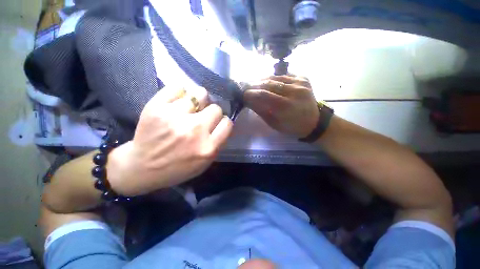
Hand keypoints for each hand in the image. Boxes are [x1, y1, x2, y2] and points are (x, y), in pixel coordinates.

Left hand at [107, 86, 232, 195]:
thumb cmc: (177, 168)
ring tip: (191, 107)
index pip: (227, 123)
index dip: (223, 122)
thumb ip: (217, 144)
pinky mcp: (157, 107)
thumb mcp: (204, 163)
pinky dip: (180, 92)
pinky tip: (178, 101)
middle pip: (216, 108)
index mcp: (207, 147)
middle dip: (212, 112)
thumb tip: (222, 122)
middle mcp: (195, 130)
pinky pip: (178, 87)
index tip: (217, 123)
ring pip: (200, 94)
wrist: (141, 168)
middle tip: (203, 117)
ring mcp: (175, 117)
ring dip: (199, 100)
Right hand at [243, 75, 318, 137]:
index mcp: (286, 106)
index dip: (251, 93)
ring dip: (262, 80)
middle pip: (268, 83)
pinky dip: (273, 78)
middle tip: (246, 87)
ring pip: (275, 77)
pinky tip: (267, 82)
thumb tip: (248, 100)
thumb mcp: (274, 123)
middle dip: (254, 85)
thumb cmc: (292, 126)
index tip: (243, 94)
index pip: (263, 94)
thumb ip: (261, 110)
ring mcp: (300, 82)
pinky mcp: (303, 78)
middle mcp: (294, 91)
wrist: (314, 121)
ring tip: (254, 83)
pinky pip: (284, 75)